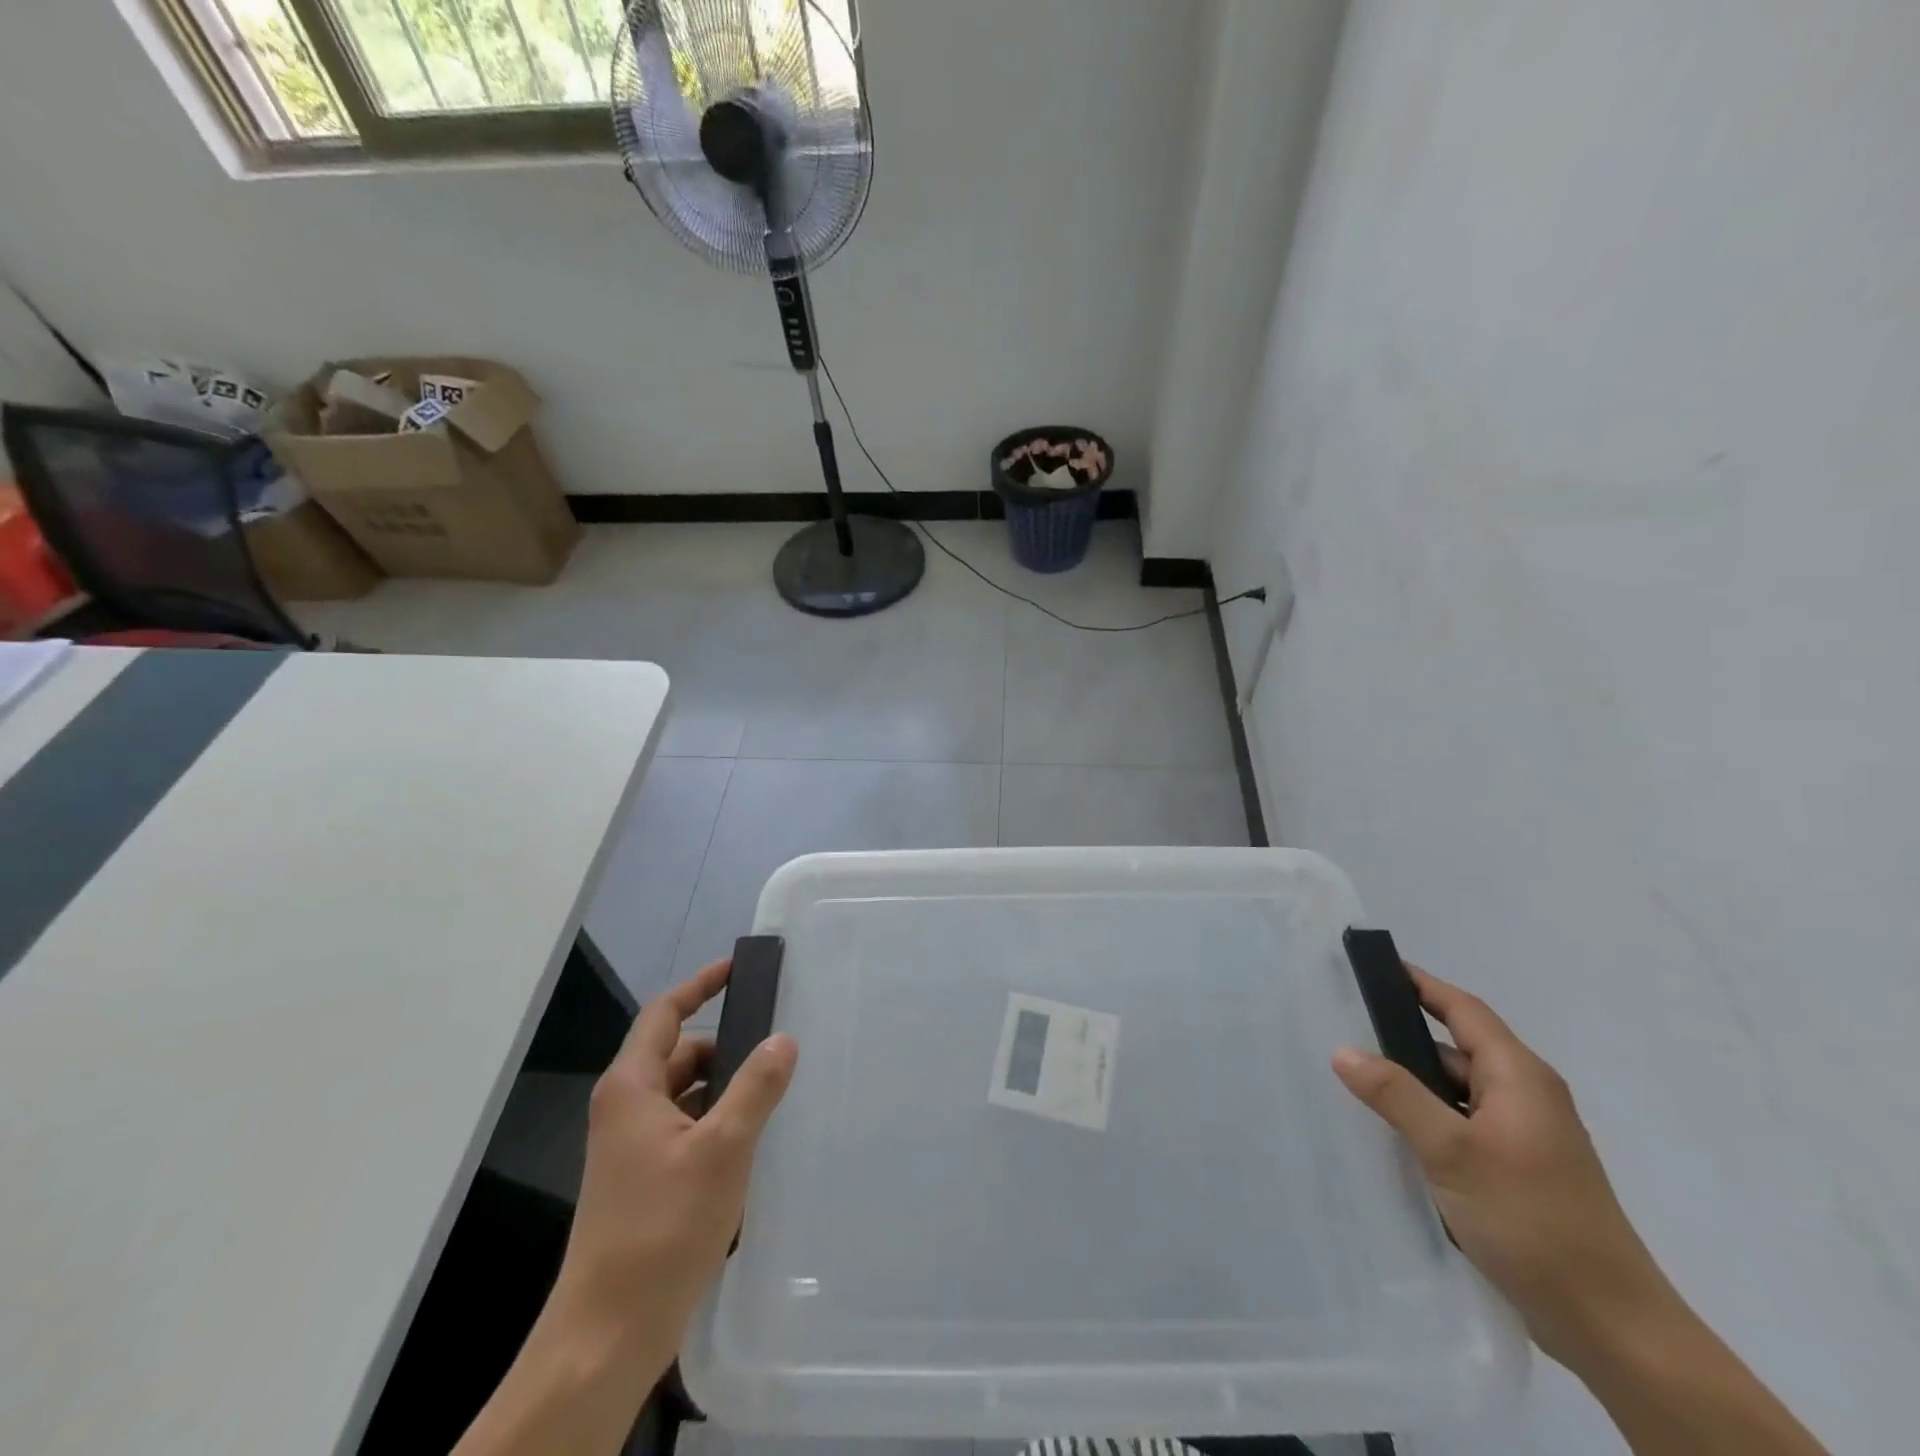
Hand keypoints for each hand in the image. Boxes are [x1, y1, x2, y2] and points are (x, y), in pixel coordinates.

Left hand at [551, 958, 798, 1380]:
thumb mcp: (722, 1148)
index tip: (739, 967)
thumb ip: (756, 1087)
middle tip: (779, 1040)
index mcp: (632, 1087)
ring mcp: (632, 1146)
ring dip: (726, 1085)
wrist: (608, 1333)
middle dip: (727, 1044)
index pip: (665, 1013)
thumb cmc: (662, 1227)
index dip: (701, 984)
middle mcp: (626, 1108)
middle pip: (680, 1053)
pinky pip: (686, 1127)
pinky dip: (718, 1119)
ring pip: (686, 1093)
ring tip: (777, 1087)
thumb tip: (784, 1039)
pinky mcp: (644, 1178)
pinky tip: (755, 1137)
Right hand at [1331, 965, 1677, 1367]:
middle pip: (1457, 1048)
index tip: (1376, 967)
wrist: (1611, 1326)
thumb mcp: (1452, 1152)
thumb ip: (1396, 1095)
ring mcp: (1526, 1137)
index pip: (1463, 1010)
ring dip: (1415, 1084)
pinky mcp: (1521, 1172)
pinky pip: (1464, 1124)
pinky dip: (1430, 1118)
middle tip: (1346, 1027)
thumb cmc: (1532, 1220)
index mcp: (1520, 1077)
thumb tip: (1342, 1050)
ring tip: (1358, 1081)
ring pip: (1458, 1091)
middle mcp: (1526, 1097)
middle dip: (1405, 1036)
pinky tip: (1396, 1135)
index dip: (1421, 984)